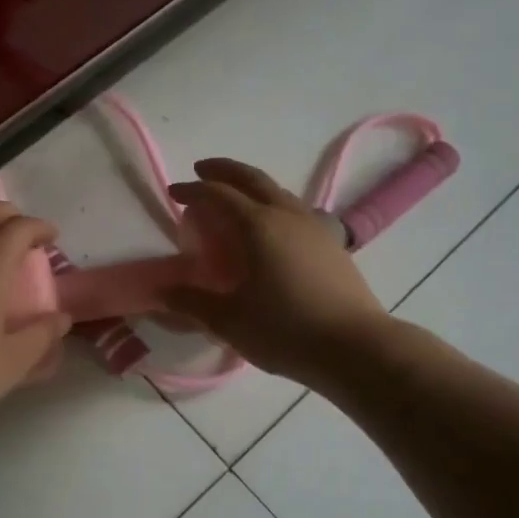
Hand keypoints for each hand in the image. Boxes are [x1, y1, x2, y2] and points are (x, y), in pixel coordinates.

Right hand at [162, 159, 389, 389]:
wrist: (355, 347)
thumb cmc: (285, 330)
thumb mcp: (229, 321)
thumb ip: (192, 302)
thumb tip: (163, 292)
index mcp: (257, 226)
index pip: (217, 195)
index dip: (192, 190)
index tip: (173, 193)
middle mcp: (286, 215)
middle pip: (252, 178)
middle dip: (223, 170)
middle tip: (202, 170)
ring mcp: (314, 227)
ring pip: (278, 191)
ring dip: (251, 186)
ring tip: (235, 198)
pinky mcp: (332, 243)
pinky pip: (295, 210)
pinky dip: (273, 205)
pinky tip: (272, 228)